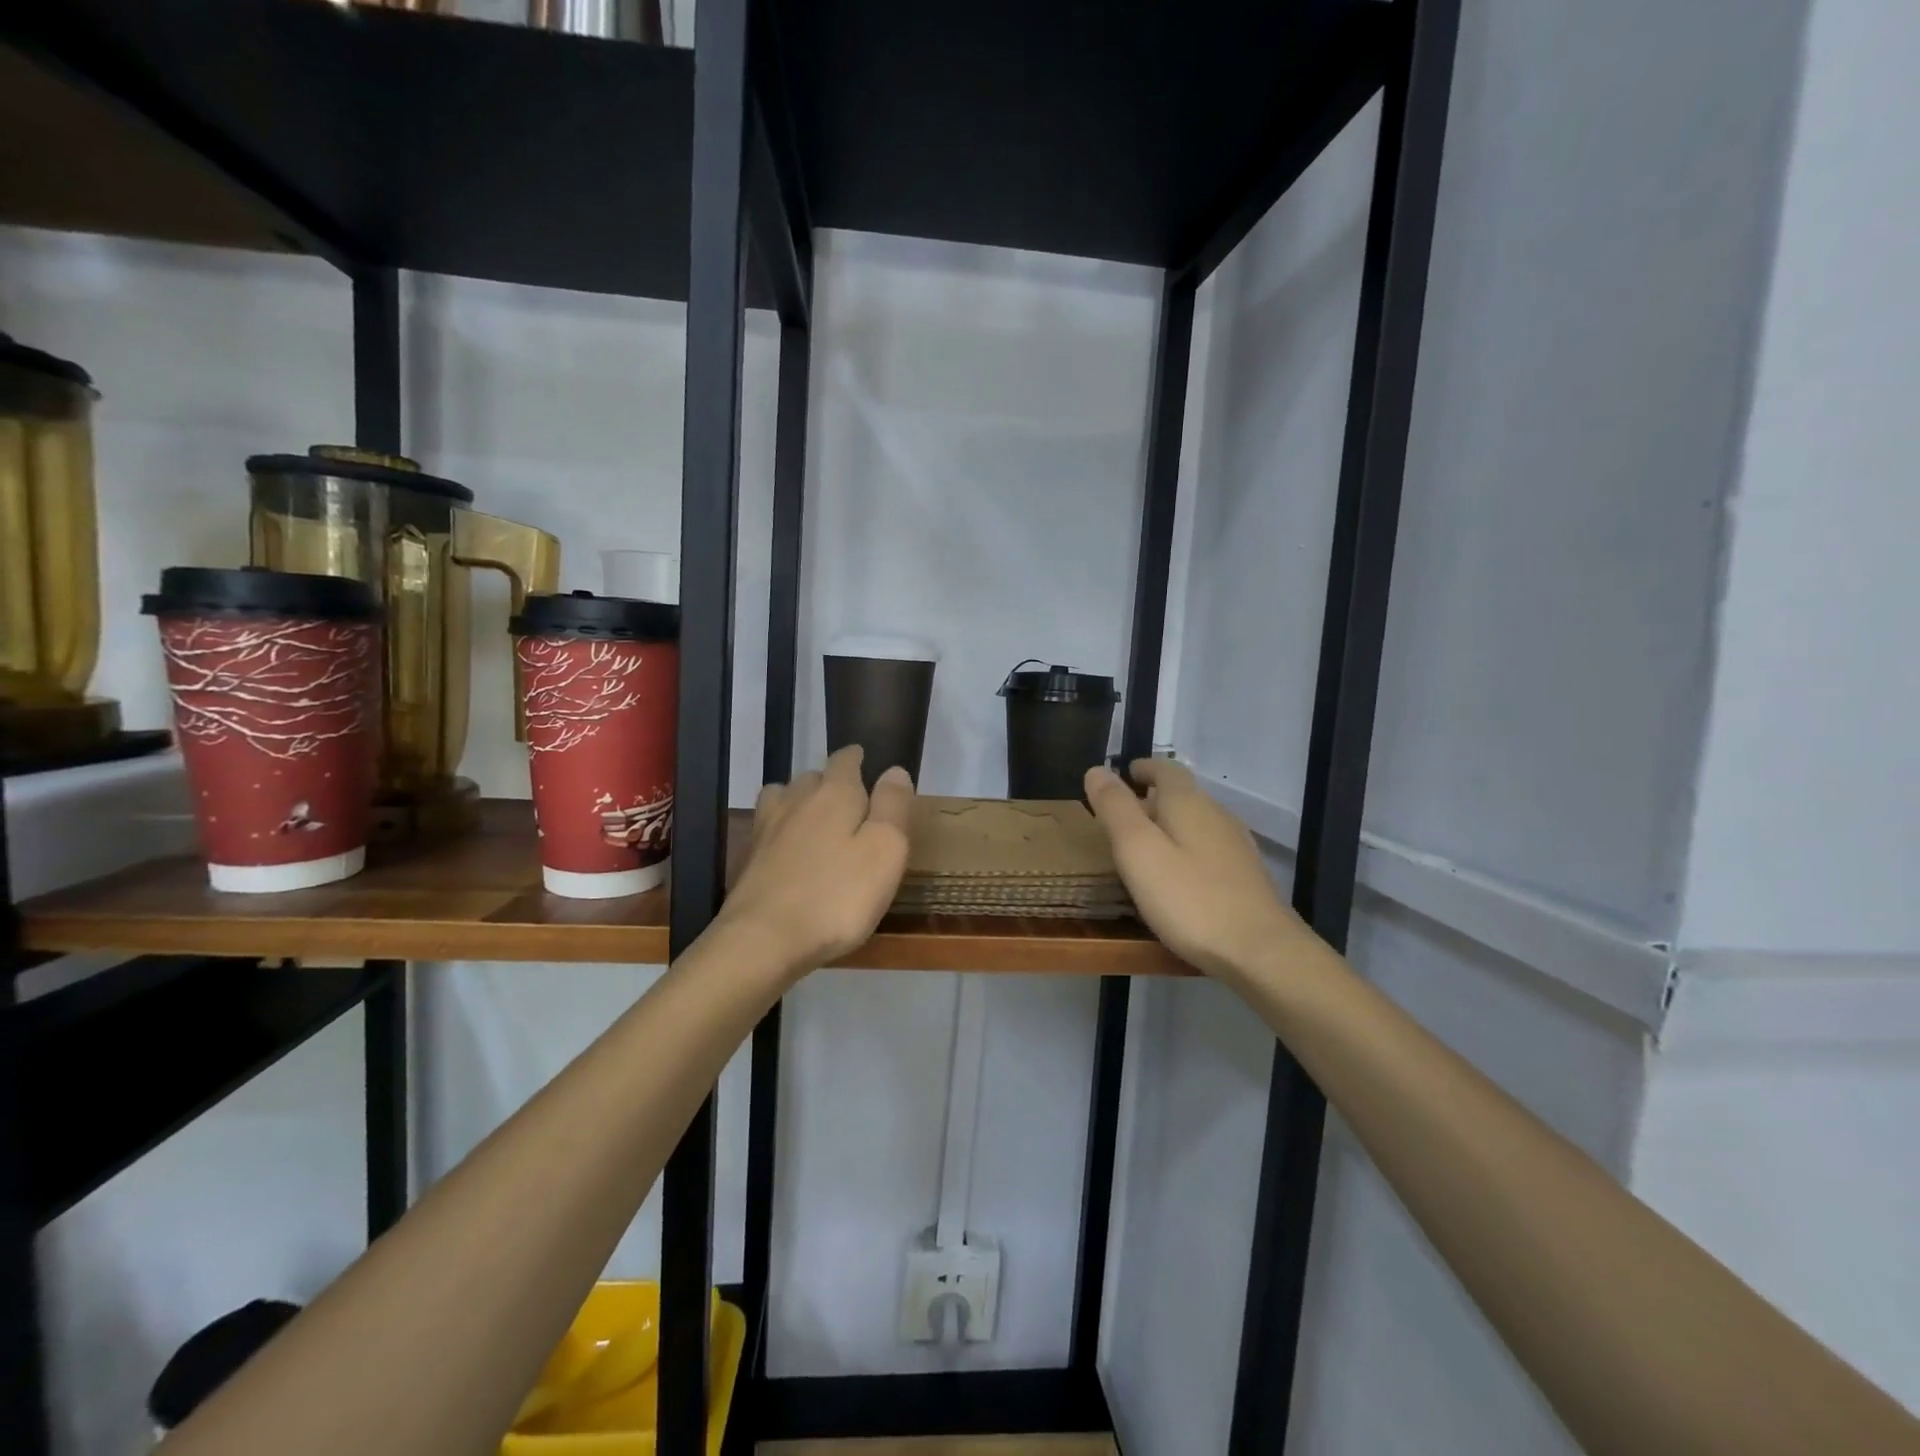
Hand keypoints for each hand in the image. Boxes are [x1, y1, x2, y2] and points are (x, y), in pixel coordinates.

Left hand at [718, 746, 914, 973]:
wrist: (764, 939)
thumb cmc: (838, 895)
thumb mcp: (886, 850)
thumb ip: (893, 806)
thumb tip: (894, 770)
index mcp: (835, 793)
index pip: (845, 760)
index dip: (858, 759)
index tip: (867, 763)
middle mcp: (798, 799)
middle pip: (813, 776)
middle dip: (832, 782)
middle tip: (853, 803)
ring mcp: (767, 827)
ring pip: (785, 797)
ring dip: (801, 801)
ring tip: (817, 820)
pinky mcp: (750, 857)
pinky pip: (769, 827)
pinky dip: (782, 829)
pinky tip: (790, 850)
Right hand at [1084, 759, 1310, 980]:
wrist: (1261, 951)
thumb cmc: (1190, 899)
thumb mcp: (1138, 851)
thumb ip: (1115, 809)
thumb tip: (1096, 770)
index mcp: (1189, 804)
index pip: (1166, 770)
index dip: (1144, 768)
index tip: (1124, 775)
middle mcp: (1217, 816)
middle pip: (1183, 795)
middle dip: (1152, 799)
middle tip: (1122, 817)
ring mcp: (1236, 847)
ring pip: (1197, 823)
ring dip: (1170, 826)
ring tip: (1144, 848)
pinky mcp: (1246, 877)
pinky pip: (1209, 850)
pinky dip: (1186, 850)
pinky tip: (1177, 878)